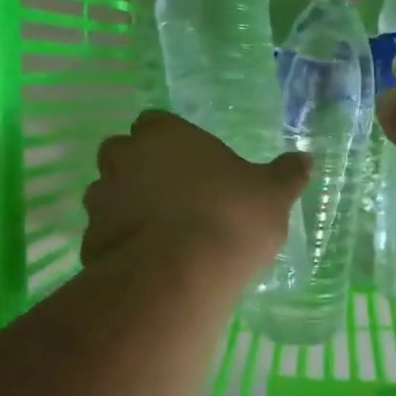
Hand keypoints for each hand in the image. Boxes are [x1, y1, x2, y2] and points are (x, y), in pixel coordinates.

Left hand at [83, 111, 310, 285]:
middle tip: (172, 195)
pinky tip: (148, 264)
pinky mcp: (90, 241)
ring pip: (107, 194)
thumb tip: (306, 159)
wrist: (179, 274)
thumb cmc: (231, 218)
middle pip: (122, 153)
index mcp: (166, 135)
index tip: (189, 161)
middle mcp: (126, 158)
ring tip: (160, 234)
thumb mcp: (272, 196)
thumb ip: (286, 175)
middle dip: (139, 169)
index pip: (155, 121)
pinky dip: (119, 245)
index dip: (169, 139)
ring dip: (126, 207)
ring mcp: (103, 200)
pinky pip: (104, 236)